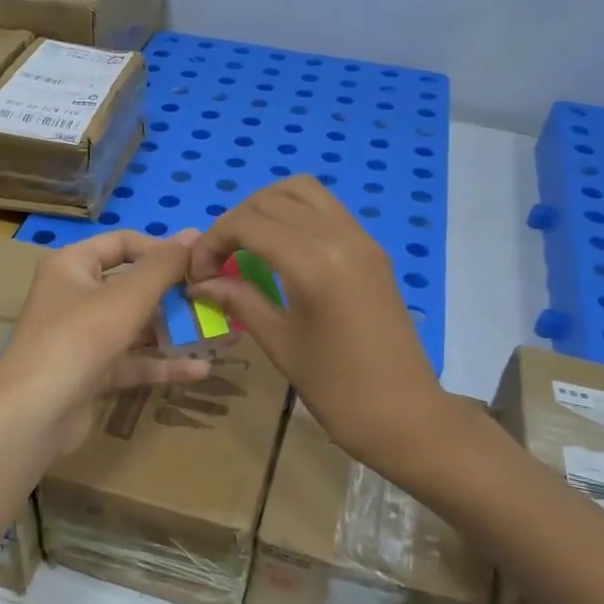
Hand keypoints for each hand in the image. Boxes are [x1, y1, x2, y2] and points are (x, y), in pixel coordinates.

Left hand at [0, 230, 210, 458]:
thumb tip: (193, 235)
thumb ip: (163, 266)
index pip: (123, 243)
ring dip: (174, 330)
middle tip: (216, 298)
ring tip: (220, 333)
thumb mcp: (128, 296)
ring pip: (136, 326)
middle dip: (174, 294)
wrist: (36, 413)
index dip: (161, 249)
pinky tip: (201, 369)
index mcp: (73, 265)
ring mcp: (83, 336)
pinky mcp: (92, 372)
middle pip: (132, 285)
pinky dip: (162, 363)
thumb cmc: (80, 337)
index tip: (200, 263)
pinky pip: (133, 360)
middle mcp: (75, 295)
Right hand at [187, 178, 452, 477]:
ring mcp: (362, 238)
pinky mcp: (373, 249)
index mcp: (314, 262)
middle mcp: (340, 236)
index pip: (248, 223)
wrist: (405, 413)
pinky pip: (327, 209)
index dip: (212, 241)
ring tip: (247, 245)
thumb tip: (201, 283)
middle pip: (272, 198)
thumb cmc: (336, 388)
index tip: (198, 274)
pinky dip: (294, 214)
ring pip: (303, 190)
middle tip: (218, 261)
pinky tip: (280, 250)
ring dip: (266, 207)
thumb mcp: (279, 342)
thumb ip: (239, 300)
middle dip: (235, 222)